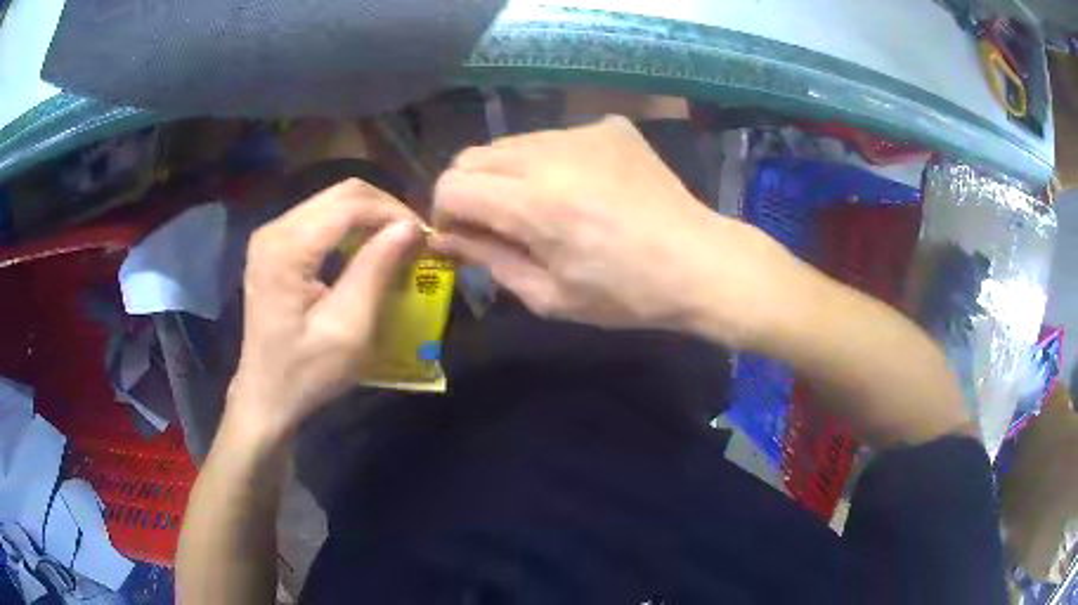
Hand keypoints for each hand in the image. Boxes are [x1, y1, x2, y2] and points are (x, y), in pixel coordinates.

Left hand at [227, 179, 422, 440]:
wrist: (266, 396)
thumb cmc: (307, 372)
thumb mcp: (349, 329)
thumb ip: (375, 270)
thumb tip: (409, 227)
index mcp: (287, 248)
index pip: (350, 205)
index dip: (394, 213)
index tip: (426, 236)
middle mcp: (274, 229)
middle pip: (341, 194)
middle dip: (385, 210)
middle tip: (415, 238)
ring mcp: (271, 235)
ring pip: (332, 202)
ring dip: (370, 217)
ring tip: (397, 244)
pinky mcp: (274, 246)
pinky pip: (321, 218)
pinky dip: (351, 227)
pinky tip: (367, 249)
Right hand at [431, 116, 808, 345]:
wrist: (700, 262)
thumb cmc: (626, 294)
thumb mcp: (549, 296)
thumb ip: (488, 259)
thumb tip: (445, 238)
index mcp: (534, 203)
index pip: (452, 185)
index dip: (444, 213)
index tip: (462, 237)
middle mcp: (551, 154)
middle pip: (473, 156)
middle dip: (469, 191)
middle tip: (494, 224)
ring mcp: (583, 132)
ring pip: (511, 143)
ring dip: (507, 175)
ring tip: (541, 207)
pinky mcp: (608, 126)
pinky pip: (553, 138)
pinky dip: (548, 163)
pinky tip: (580, 190)